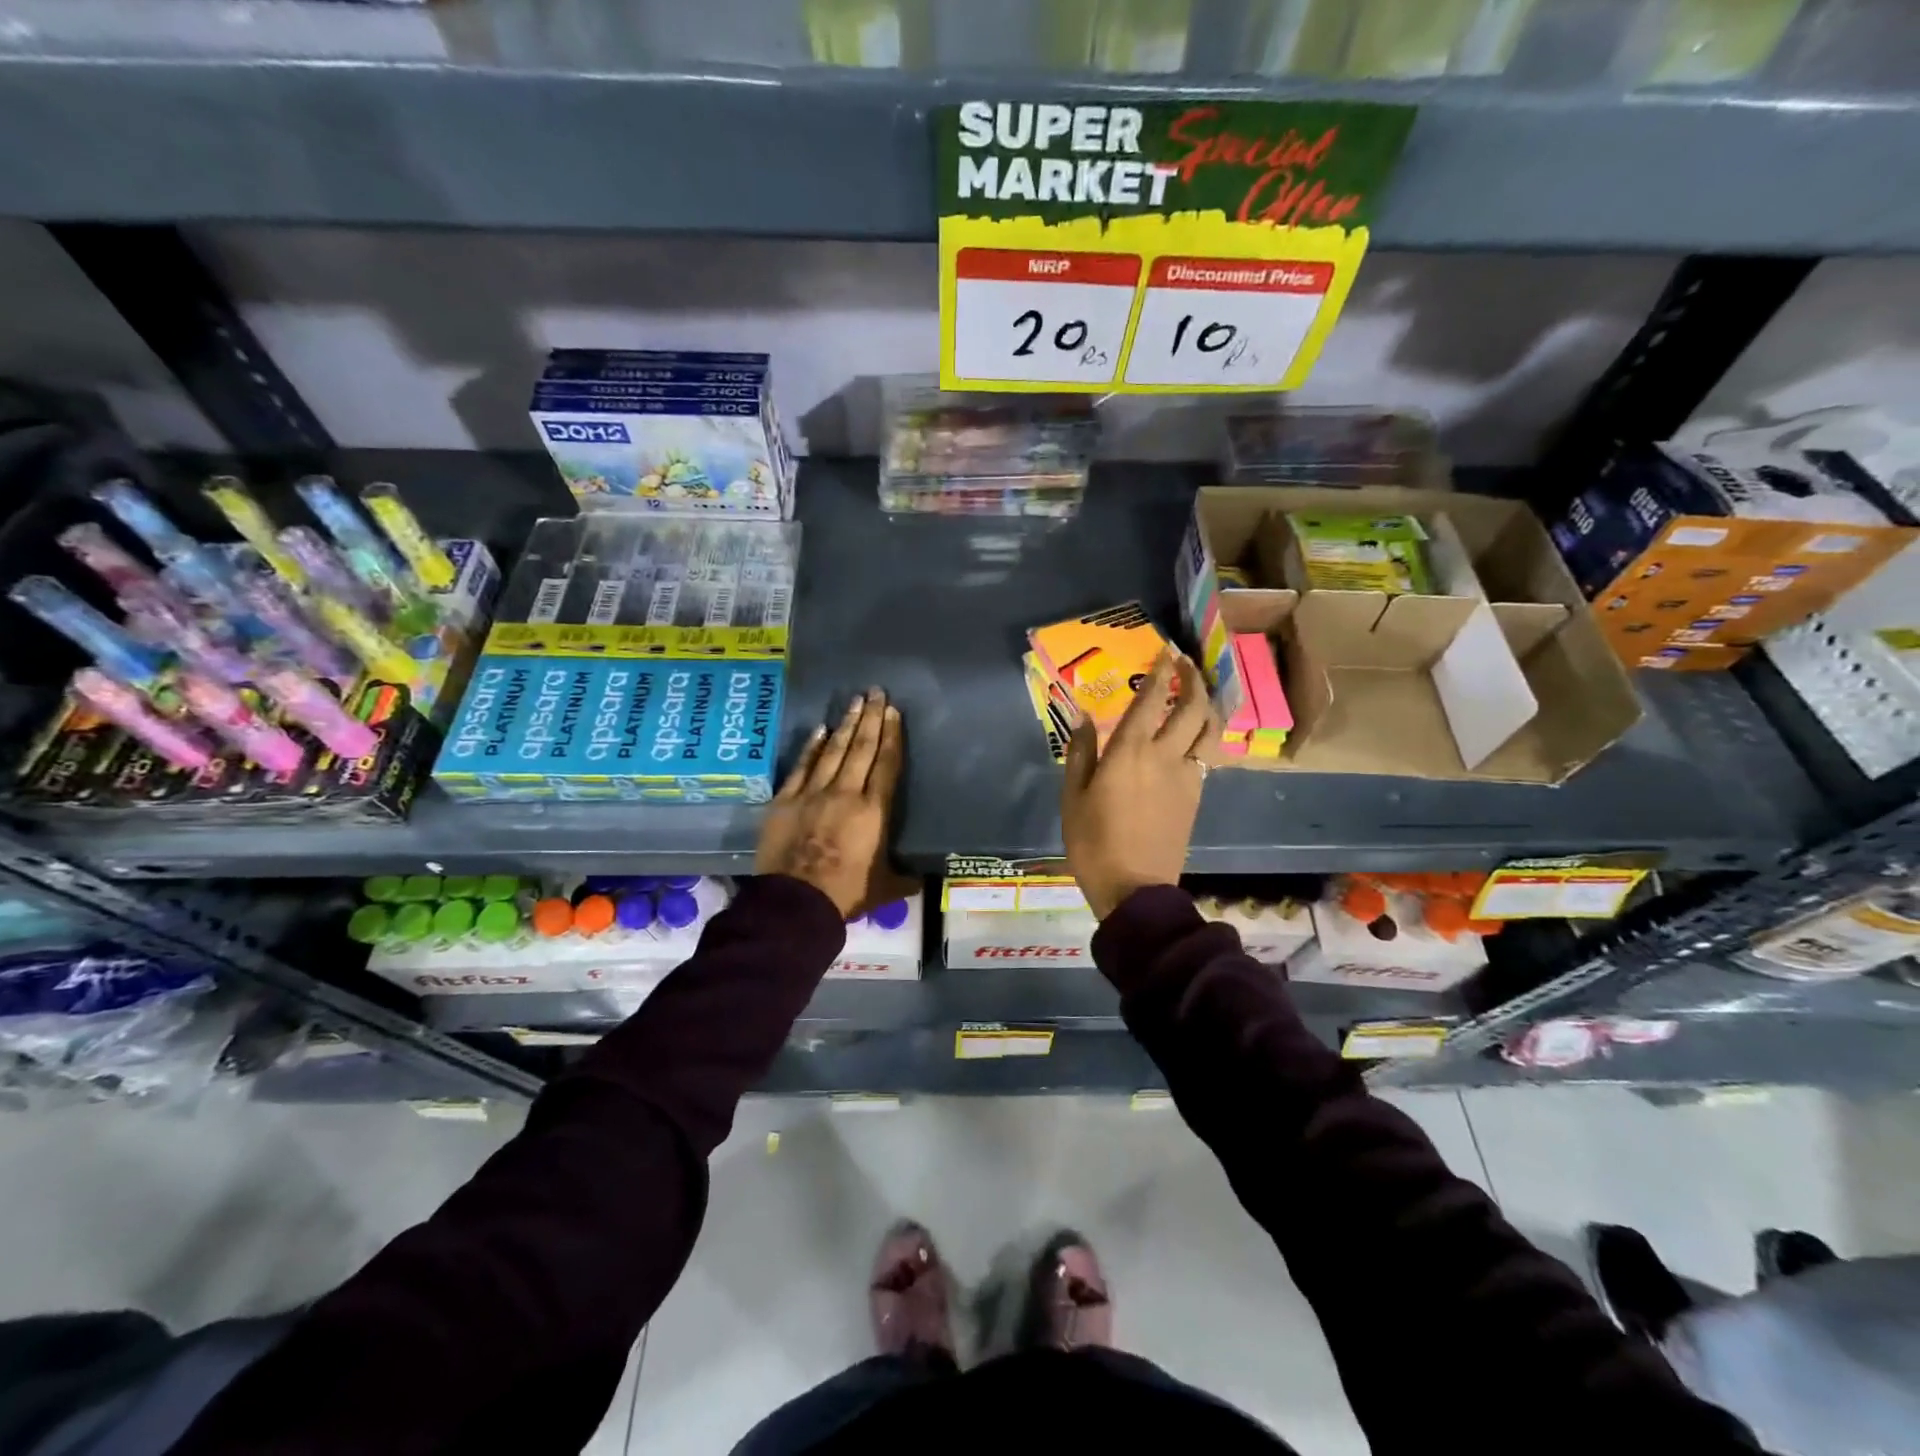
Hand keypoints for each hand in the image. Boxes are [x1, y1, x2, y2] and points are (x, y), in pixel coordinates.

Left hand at [756, 687, 916, 918]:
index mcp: (873, 811)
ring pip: (833, 751)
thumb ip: (904, 878)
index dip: (891, 736)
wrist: (795, 903)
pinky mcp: (785, 800)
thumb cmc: (845, 894)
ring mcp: (812, 793)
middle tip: (876, 692)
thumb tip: (924, 879)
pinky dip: (812, 747)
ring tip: (855, 701)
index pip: (886, 764)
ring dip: (846, 724)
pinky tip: (821, 730)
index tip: (894, 712)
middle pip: (861, 748)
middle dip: (871, 718)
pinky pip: (802, 766)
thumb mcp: (885, 888)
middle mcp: (845, 793)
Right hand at [1061, 652, 1220, 919]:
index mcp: (1129, 752)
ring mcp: (1187, 775)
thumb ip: (1080, 752)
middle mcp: (1164, 755)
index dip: (1159, 672)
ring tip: (1195, 694)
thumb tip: (1083, 717)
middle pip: (1191, 707)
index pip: (1150, 700)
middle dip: (1191, 679)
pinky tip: (1192, 734)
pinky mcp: (1196, 795)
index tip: (1164, 652)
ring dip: (1206, 705)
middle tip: (1184, 665)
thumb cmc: (1093, 843)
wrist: (1134, 888)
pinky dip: (1204, 735)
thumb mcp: (1073, 797)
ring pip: (1209, 729)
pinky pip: (1206, 754)